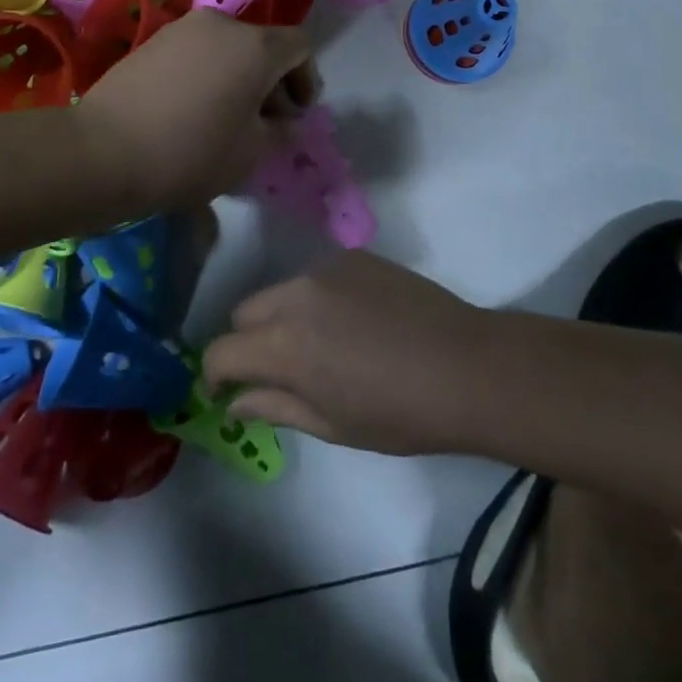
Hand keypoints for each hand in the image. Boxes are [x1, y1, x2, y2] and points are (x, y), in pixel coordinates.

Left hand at [74, 10, 316, 214]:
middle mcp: (222, 23)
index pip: (300, 46)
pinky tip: (191, 111)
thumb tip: (282, 119)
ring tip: (224, 119)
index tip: (294, 116)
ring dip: (237, 77)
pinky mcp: (152, 41)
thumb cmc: (191, 153)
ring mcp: (182, 28)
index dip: (307, 79)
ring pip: (227, 48)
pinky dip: (207, 74)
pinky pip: (196, 52)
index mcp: (255, 45)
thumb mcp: (252, 153)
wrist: (103, 151)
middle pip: (262, 44)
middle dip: (271, 81)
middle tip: (263, 124)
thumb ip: (280, 130)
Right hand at [203, 252, 492, 455]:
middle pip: (245, 312)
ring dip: (282, 317)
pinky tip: (352, 322)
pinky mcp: (354, 256)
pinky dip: (317, 299)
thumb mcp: (332, 425)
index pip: (221, 351)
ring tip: (319, 345)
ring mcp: (326, 268)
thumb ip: (275, 407)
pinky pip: (317, 277)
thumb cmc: (399, 413)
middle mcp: (295, 295)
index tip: (225, 393)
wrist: (465, 365)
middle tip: (274, 371)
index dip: (215, 375)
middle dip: (246, 342)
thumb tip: (237, 400)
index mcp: (283, 344)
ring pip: (281, 291)